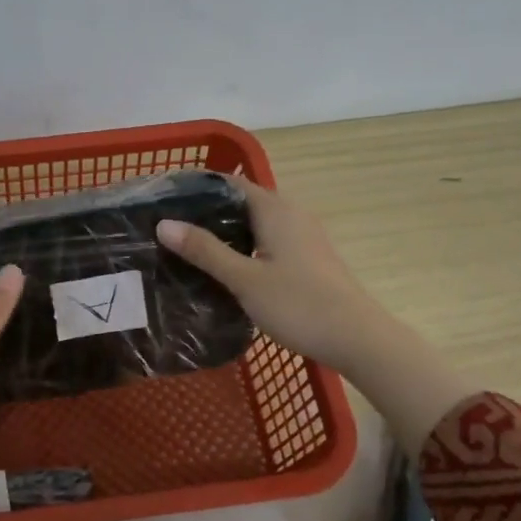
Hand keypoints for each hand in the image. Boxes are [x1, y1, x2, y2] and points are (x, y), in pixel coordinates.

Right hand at [157, 175, 378, 373]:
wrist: (356, 337)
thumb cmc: (298, 304)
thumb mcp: (244, 278)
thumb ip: (204, 250)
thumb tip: (164, 224)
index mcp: (275, 209)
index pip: (230, 183)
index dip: (197, 188)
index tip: (164, 200)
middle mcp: (291, 214)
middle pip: (242, 202)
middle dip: (206, 212)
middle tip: (168, 229)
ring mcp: (303, 237)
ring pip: (255, 224)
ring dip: (225, 232)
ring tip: (188, 249)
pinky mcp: (307, 258)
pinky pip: (266, 242)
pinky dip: (243, 247)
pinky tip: (225, 269)